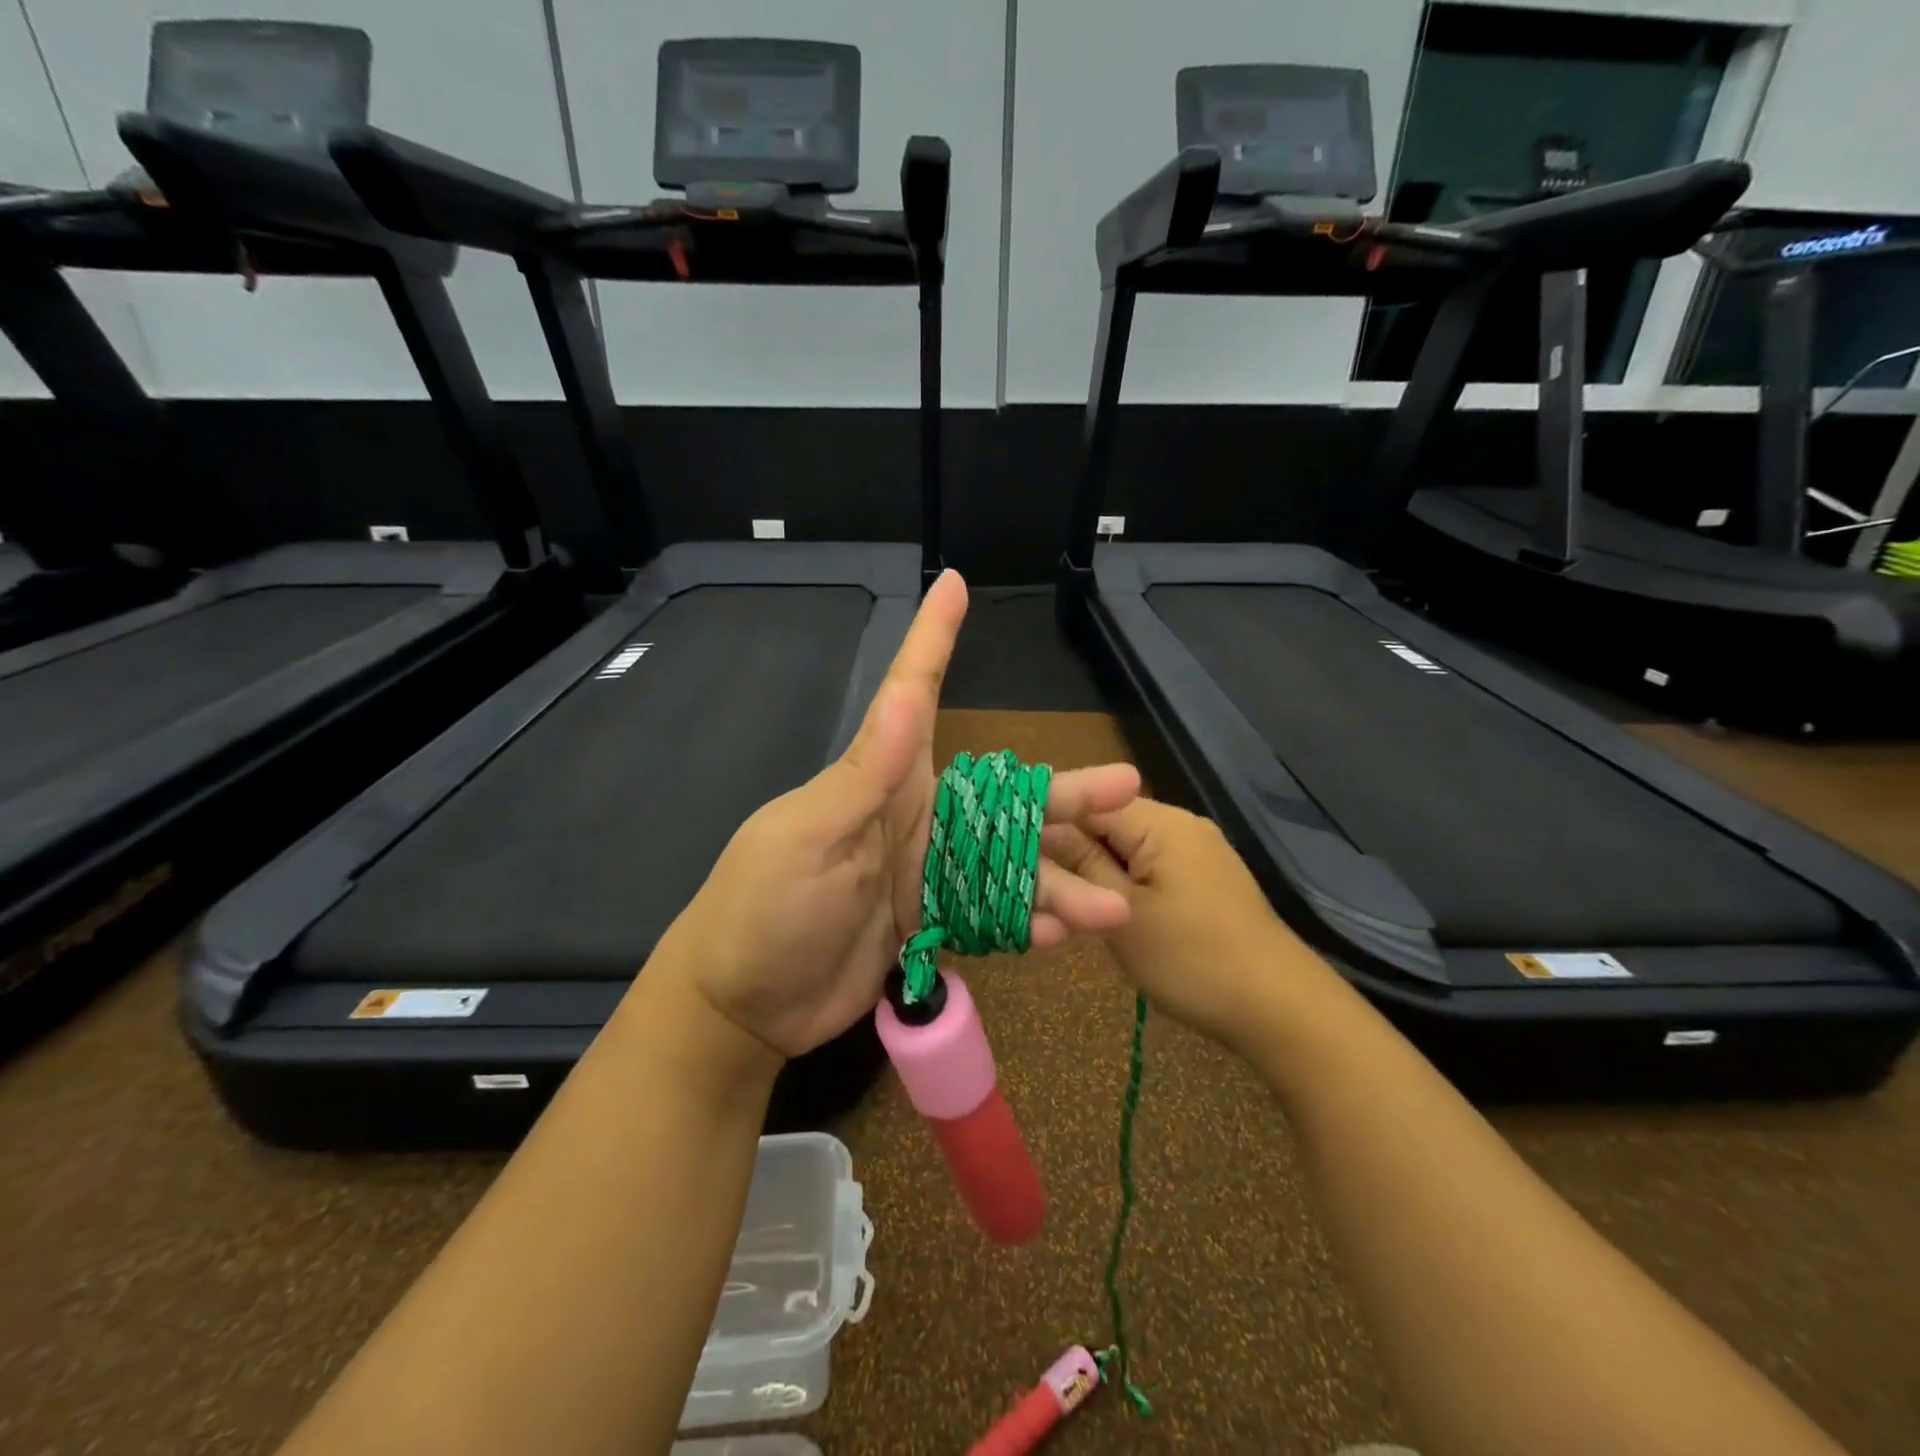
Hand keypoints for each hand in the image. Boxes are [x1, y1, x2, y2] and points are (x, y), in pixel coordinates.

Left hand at [655, 570, 1141, 1059]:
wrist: (746, 1004)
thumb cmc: (766, 907)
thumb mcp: (810, 837)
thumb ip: (866, 775)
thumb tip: (909, 700)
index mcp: (881, 781)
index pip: (912, 695)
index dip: (934, 639)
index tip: (952, 584)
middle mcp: (913, 817)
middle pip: (1003, 797)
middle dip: (1063, 794)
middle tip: (1127, 788)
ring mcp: (926, 871)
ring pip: (1009, 864)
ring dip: (1059, 881)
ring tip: (1115, 904)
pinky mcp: (930, 921)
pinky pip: (991, 916)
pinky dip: (1026, 924)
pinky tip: (1064, 934)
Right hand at [1044, 798, 1330, 1051]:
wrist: (1278, 1009)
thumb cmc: (1192, 959)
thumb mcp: (1121, 913)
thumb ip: (1080, 864)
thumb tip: (1042, 829)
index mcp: (1160, 822)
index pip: (1087, 802)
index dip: (1051, 827)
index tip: (1024, 860)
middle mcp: (1181, 824)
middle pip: (1108, 824)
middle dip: (1077, 855)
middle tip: (1050, 895)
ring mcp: (1198, 851)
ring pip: (1128, 849)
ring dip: (1100, 874)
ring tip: (1077, 909)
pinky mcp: (1207, 878)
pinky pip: (1152, 868)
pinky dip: (1128, 887)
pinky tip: (1115, 916)